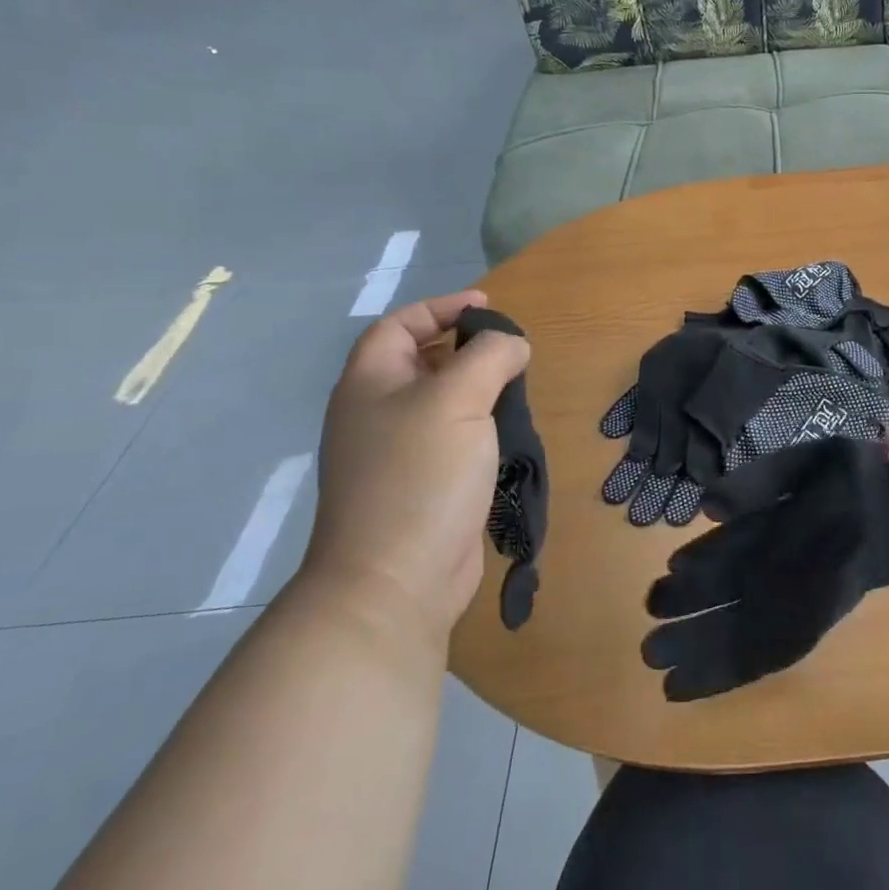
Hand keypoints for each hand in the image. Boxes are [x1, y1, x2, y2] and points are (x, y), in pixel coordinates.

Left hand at [307, 290, 530, 647]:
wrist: (395, 581)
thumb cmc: (420, 475)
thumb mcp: (458, 399)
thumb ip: (490, 356)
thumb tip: (513, 344)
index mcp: (370, 384)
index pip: (400, 326)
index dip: (441, 308)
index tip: (489, 308)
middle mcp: (377, 414)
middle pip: (422, 363)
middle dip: (467, 350)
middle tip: (512, 352)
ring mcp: (397, 455)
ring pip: (443, 404)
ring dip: (481, 392)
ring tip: (518, 393)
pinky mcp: (422, 488)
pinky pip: (454, 441)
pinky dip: (482, 430)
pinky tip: (510, 438)